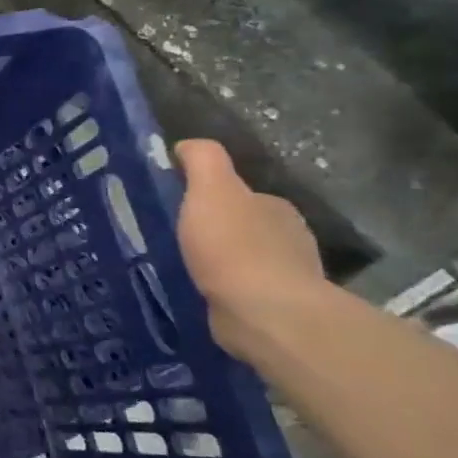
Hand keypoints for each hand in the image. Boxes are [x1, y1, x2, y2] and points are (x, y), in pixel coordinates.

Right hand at [175, 139, 327, 356]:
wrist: (262, 312)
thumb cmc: (233, 246)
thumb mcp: (211, 189)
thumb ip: (202, 160)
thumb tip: (187, 145)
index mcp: (275, 208)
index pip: (240, 194)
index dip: (208, 197)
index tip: (175, 205)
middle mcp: (287, 239)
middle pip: (241, 227)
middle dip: (211, 231)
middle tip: (170, 237)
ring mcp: (283, 278)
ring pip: (239, 261)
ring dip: (214, 263)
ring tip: (175, 266)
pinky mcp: (271, 311)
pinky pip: (237, 292)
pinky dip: (218, 290)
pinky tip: (194, 293)